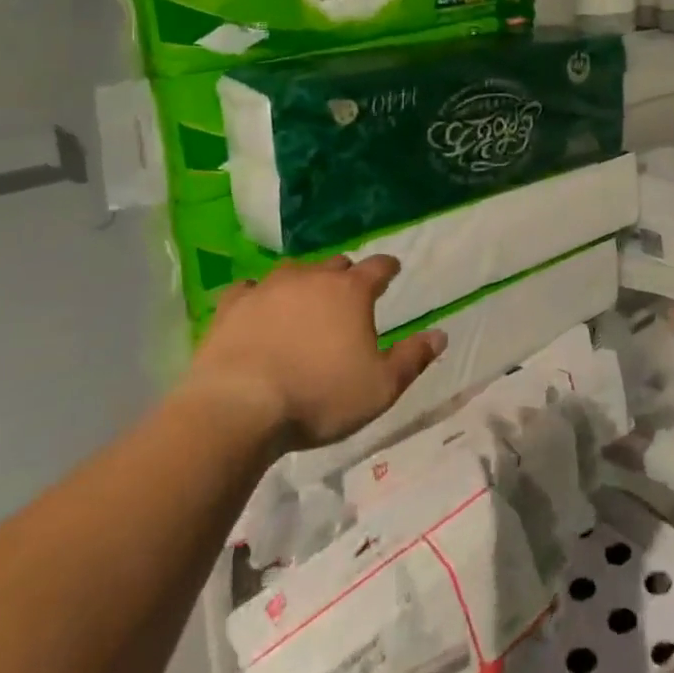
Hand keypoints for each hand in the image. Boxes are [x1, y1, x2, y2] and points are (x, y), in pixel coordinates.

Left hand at [180, 255, 445, 448]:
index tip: (392, 272)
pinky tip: (256, 308)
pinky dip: (257, 296)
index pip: (379, 267)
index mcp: (352, 292)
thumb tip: (440, 335)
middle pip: (336, 264)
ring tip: (304, 301)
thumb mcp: (380, 388)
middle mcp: (313, 278)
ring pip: (294, 271)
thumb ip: (412, 359)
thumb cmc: (319, 398)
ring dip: (304, 282)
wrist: (239, 408)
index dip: (388, 268)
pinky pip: (248, 289)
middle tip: (348, 296)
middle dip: (346, 276)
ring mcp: (269, 288)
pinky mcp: (232, 306)